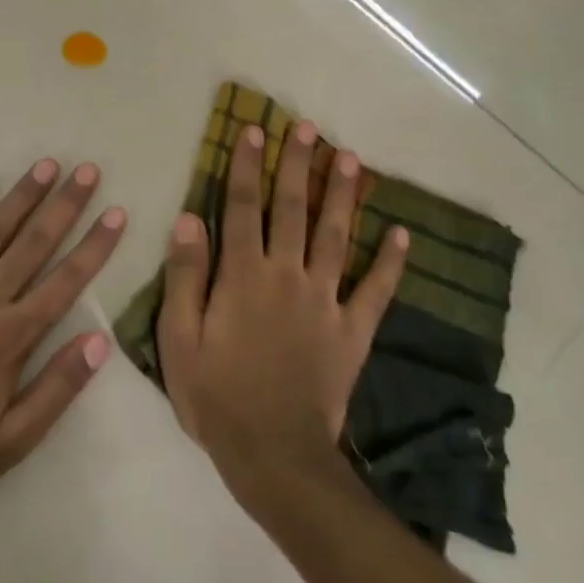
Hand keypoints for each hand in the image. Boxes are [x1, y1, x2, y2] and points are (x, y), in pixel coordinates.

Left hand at [0, 159, 123, 510]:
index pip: (65, 281)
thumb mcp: (12, 442)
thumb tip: (99, 341)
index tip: (117, 213)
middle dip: (64, 205)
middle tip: (87, 170)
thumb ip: (57, 389)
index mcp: (11, 339)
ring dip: (20, 197)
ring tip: (45, 166)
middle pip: (32, 244)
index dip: (94, 245)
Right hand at [157, 120, 408, 486]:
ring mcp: (325, 301)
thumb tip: (190, 218)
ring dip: (343, 195)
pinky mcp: (352, 331)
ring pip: (337, 236)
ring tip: (351, 158)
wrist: (273, 455)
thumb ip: (186, 276)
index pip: (242, 207)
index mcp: (244, 276)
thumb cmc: (216, 395)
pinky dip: (392, 263)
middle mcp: (287, 276)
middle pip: (293, 210)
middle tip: (308, 127)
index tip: (253, 130)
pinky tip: (404, 235)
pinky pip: (376, 290)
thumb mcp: (179, 339)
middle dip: (298, 165)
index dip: (246, 166)